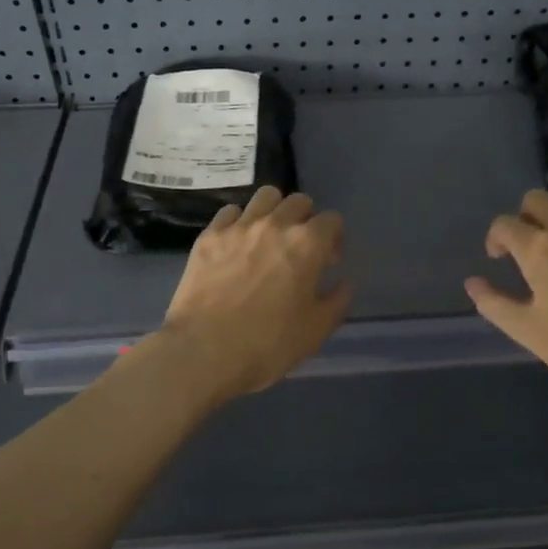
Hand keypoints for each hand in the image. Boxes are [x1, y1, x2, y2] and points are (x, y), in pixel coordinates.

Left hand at [155, 186, 352, 402]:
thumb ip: (338, 301)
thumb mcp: (316, 330)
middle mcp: (275, 224)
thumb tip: (344, 282)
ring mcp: (238, 227)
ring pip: (265, 196)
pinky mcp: (209, 236)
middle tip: (299, 248)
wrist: (203, 352)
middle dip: (305, 219)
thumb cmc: (268, 344)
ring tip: (269, 237)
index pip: (332, 219)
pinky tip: (237, 244)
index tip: (328, 262)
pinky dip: (239, 222)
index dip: (335, 239)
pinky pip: (230, 212)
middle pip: (298, 201)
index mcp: (307, 244)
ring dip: (274, 211)